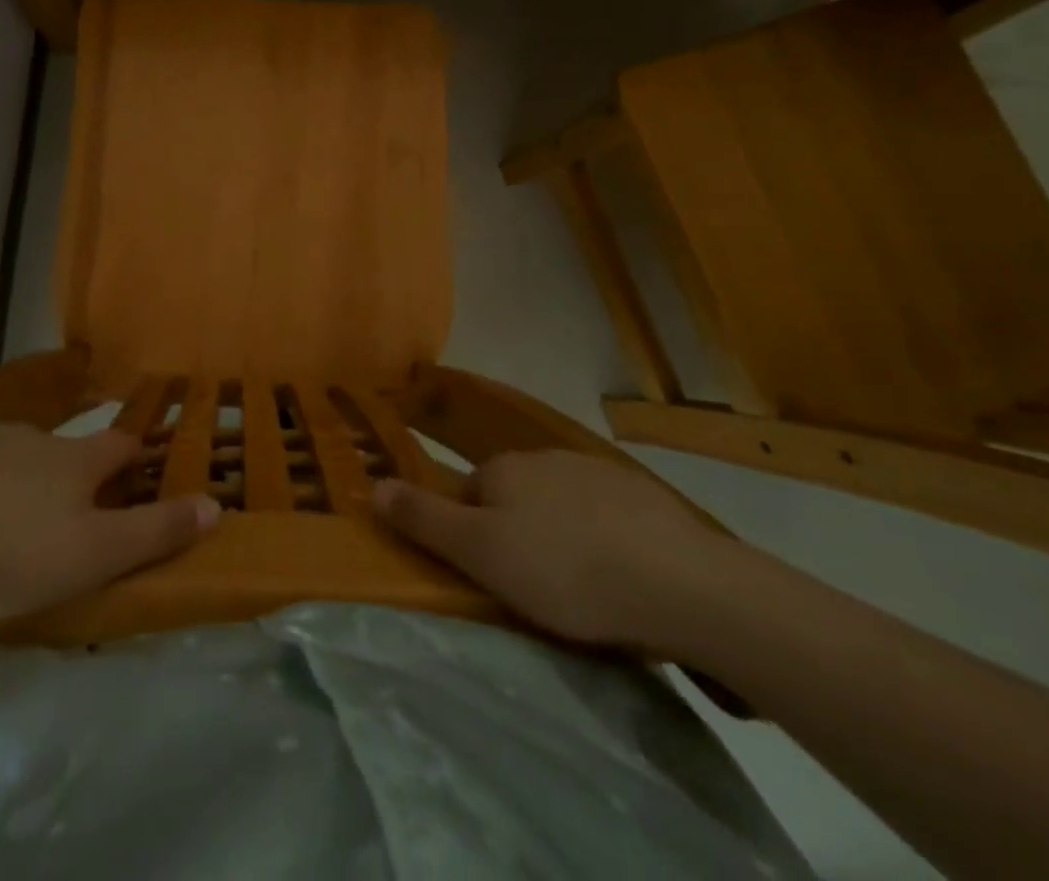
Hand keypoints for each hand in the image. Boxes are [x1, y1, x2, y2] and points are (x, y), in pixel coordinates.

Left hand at [0, 421, 219, 620]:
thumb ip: (155, 532)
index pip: (121, 447)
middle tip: (61, 521)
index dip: (134, 459)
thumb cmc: (9, 552)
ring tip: (0, 526)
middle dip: (71, 478)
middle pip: (66, 452)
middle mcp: (35, 438)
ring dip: (17, 481)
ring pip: (13, 457)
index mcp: (75, 461)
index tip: (138, 476)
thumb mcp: (93, 555)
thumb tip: (215, 504)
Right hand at [373, 449, 731, 652]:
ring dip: (561, 536)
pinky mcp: (642, 497)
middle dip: (517, 533)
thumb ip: (424, 520)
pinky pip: (605, 516)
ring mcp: (596, 472)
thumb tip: (371, 484)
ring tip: (581, 589)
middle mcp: (544, 458)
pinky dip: (604, 539)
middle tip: (534, 589)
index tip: (492, 576)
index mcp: (503, 469)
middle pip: (514, 496)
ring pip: (560, 505)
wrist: (677, 580)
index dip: (473, 534)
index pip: (470, 493)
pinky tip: (621, 575)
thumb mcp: (480, 554)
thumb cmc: (564, 570)